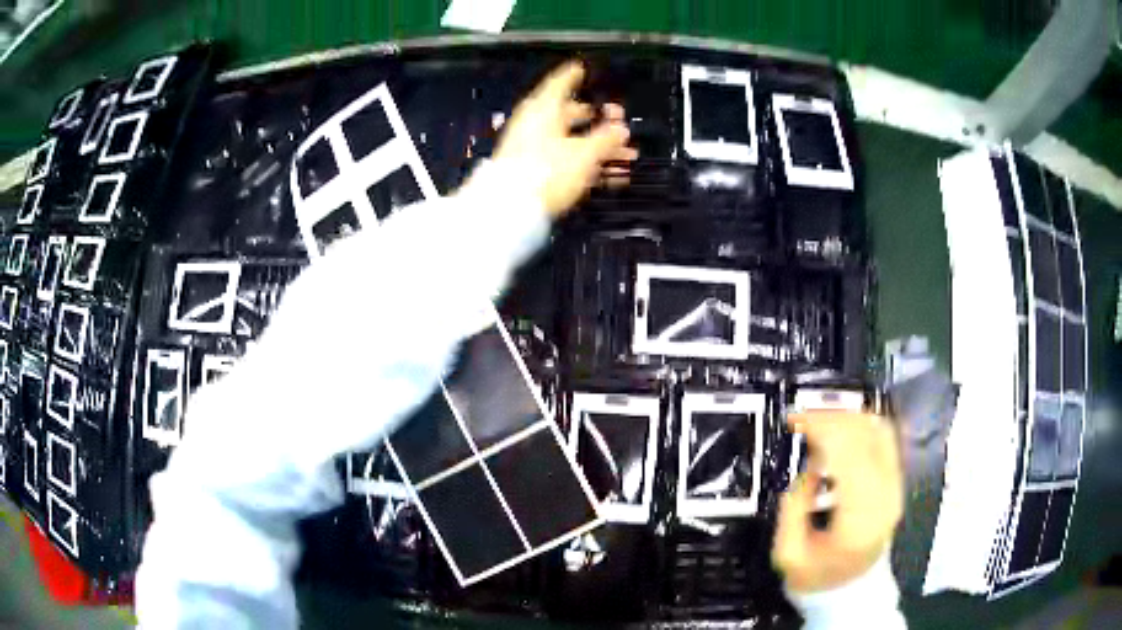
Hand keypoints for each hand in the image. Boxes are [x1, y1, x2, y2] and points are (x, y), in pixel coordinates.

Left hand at [492, 61, 638, 217]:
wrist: (510, 208)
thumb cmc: (546, 171)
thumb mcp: (584, 153)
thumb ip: (606, 139)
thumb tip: (621, 128)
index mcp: (543, 110)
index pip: (560, 83)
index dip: (573, 75)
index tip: (581, 68)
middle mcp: (535, 124)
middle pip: (569, 114)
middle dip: (596, 118)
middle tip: (616, 118)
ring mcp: (532, 148)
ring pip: (570, 140)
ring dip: (599, 146)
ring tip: (626, 155)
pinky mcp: (533, 171)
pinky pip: (565, 160)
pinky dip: (587, 163)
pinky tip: (609, 175)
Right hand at [772, 412, 902, 593]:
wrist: (851, 590)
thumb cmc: (818, 577)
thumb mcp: (789, 553)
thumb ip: (794, 507)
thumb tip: (808, 468)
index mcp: (860, 517)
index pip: (849, 452)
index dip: (821, 427)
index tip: (794, 422)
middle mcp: (886, 494)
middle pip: (867, 433)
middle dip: (831, 417)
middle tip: (801, 420)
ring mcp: (896, 484)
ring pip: (878, 428)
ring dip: (846, 418)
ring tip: (818, 423)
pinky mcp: (896, 479)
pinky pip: (883, 438)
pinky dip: (860, 426)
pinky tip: (839, 433)